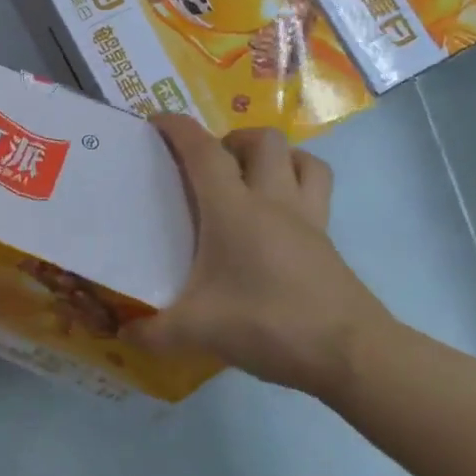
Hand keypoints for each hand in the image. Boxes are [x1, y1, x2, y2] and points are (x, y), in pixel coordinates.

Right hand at [132, 116, 390, 396]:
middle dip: (233, 138)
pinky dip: (297, 186)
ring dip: (275, 156)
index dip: (179, 128)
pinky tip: (276, 220)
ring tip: (249, 178)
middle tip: (209, 164)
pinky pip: (316, 192)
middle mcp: (273, 201)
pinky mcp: (329, 242)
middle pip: (263, 140)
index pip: (204, 151)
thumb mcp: (198, 331)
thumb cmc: (268, 324)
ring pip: (302, 159)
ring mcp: (309, 219)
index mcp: (234, 210)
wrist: (351, 355)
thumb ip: (153, 332)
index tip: (157, 121)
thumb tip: (123, 334)